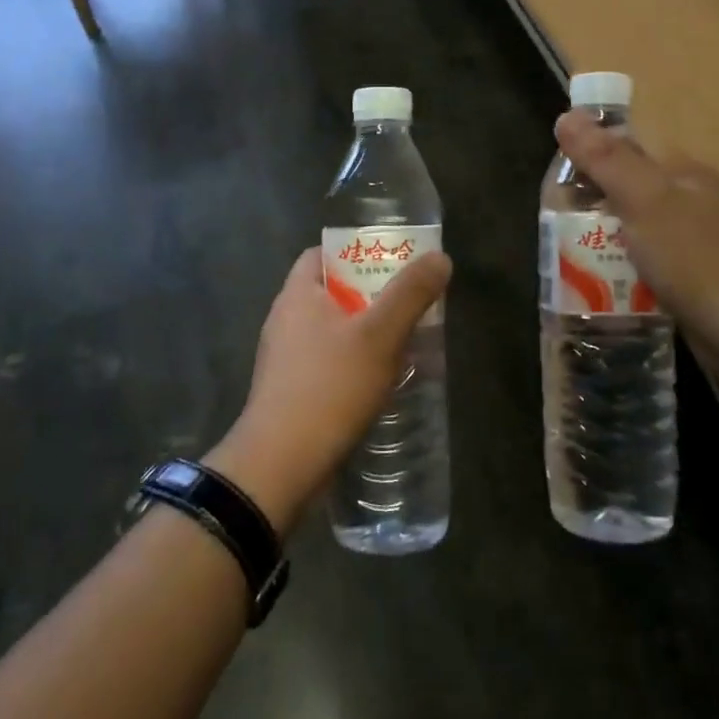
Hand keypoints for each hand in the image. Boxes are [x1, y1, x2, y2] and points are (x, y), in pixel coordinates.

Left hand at [206, 246, 451, 533]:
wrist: (280, 467)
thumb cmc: (329, 388)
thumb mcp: (379, 336)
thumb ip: (410, 294)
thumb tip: (439, 257)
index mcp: (297, 295)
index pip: (321, 254)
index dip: (355, 251)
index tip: (390, 262)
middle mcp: (284, 320)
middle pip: (331, 293)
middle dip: (370, 296)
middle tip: (408, 304)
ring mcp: (283, 359)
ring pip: (331, 331)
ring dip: (364, 333)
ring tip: (403, 343)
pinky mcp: (289, 393)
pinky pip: (326, 363)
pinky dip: (352, 364)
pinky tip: (380, 382)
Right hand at [555, 110, 718, 374]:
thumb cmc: (690, 257)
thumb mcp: (641, 199)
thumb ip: (605, 158)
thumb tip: (566, 116)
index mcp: (687, 172)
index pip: (631, 149)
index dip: (593, 159)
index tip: (562, 184)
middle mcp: (697, 198)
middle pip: (632, 188)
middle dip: (596, 203)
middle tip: (562, 224)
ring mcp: (699, 238)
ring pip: (639, 225)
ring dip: (609, 236)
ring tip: (576, 254)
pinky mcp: (697, 274)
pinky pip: (650, 257)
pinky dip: (627, 263)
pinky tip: (609, 279)